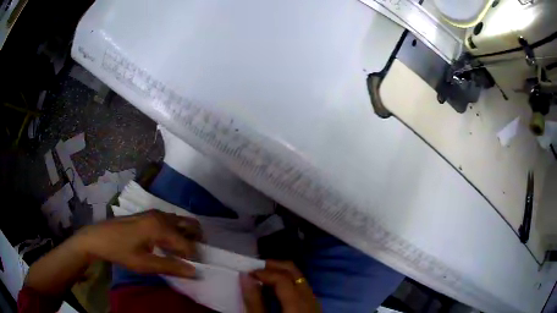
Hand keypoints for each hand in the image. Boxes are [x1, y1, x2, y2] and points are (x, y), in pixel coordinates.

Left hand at [73, 210, 200, 277]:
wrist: (99, 237)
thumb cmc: (120, 251)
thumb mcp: (144, 264)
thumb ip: (170, 266)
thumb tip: (194, 271)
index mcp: (160, 227)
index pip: (187, 243)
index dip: (193, 258)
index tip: (191, 269)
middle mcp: (161, 216)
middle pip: (190, 224)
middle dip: (196, 241)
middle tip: (193, 258)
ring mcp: (155, 213)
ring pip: (181, 222)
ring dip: (187, 236)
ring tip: (182, 254)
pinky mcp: (149, 215)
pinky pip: (171, 221)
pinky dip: (178, 232)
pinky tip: (169, 245)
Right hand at [241, 260, 320, 312]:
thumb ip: (254, 301)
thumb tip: (245, 277)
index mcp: (298, 302)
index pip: (283, 278)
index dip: (264, 272)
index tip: (247, 273)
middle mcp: (310, 298)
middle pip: (294, 272)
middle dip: (274, 267)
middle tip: (255, 269)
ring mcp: (314, 301)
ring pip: (299, 279)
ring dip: (281, 274)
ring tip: (262, 279)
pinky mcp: (314, 306)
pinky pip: (302, 288)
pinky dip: (288, 284)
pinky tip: (275, 291)